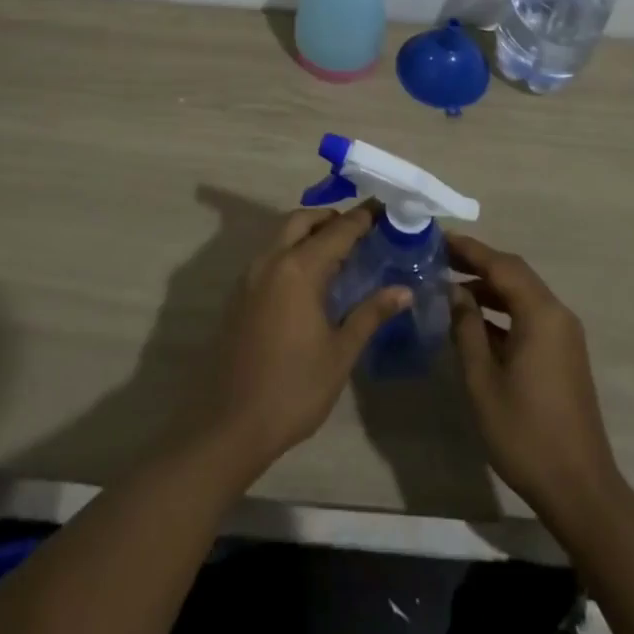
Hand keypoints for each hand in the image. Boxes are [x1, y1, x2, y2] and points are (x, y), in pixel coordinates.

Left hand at [201, 204, 409, 475]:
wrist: (230, 425)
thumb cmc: (293, 389)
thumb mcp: (340, 353)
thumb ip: (370, 314)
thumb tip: (404, 290)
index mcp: (299, 268)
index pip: (338, 230)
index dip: (363, 218)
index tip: (384, 209)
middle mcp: (271, 260)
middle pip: (303, 220)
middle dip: (331, 218)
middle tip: (360, 231)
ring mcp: (250, 276)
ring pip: (282, 235)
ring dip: (309, 233)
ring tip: (338, 254)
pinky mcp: (239, 294)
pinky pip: (270, 256)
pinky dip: (292, 251)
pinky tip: (309, 280)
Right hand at [448, 233, 621, 516]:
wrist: (580, 490)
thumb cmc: (525, 433)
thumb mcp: (483, 380)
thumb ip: (467, 328)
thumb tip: (455, 292)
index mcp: (540, 314)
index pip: (500, 265)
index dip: (469, 249)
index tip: (438, 238)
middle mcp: (557, 314)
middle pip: (514, 274)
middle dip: (478, 263)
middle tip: (440, 258)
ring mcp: (564, 335)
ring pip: (523, 294)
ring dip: (489, 287)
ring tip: (451, 286)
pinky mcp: (564, 354)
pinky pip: (530, 315)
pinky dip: (503, 310)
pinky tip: (475, 321)